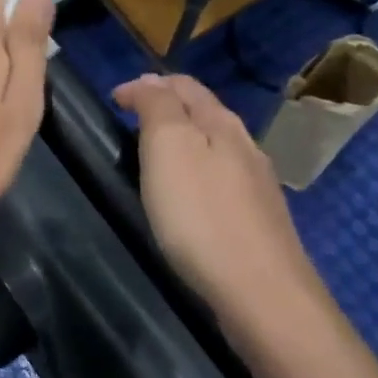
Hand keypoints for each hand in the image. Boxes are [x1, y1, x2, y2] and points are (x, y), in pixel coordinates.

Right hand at [112, 73, 324, 324]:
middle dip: (167, 107)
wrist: (263, 296)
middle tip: (130, 121)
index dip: (146, 84)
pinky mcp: (260, 222)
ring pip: (215, 146)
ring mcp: (257, 186)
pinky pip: (222, 180)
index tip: (114, 101)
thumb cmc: (202, 215)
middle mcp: (245, 146)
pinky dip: (198, 172)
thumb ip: (157, 106)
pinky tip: (188, 197)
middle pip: (203, 112)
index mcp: (221, 123)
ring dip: (184, 140)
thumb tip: (150, 81)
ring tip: (153, 156)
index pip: (183, 85)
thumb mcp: (168, 147)